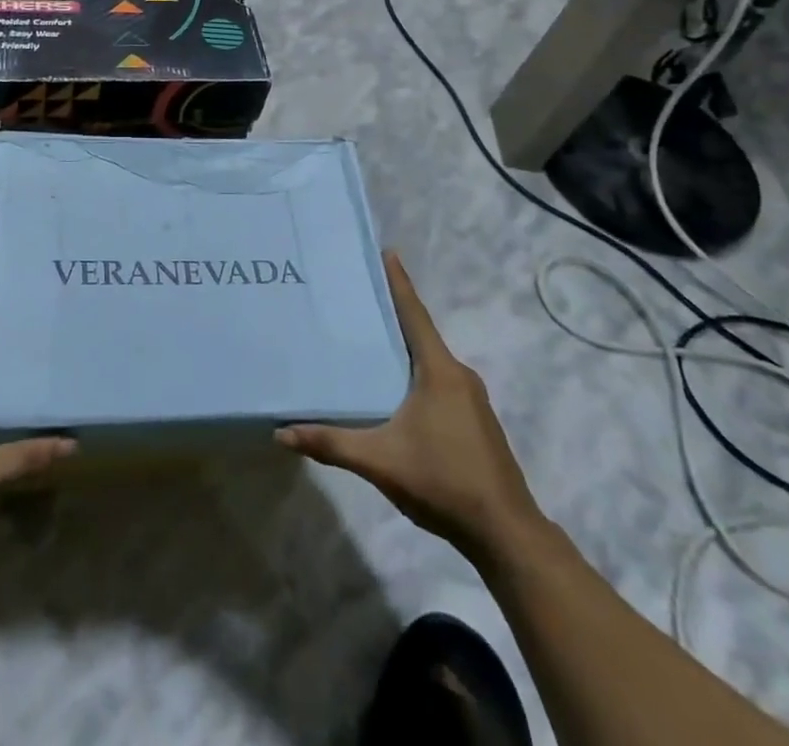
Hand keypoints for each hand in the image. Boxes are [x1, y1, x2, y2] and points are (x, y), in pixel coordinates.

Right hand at [277, 251, 544, 560]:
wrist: (507, 535)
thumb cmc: (443, 482)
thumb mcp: (379, 461)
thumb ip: (331, 443)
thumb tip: (281, 433)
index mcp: (439, 371)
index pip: (414, 314)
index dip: (399, 283)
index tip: (387, 252)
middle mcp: (459, 376)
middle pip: (420, 334)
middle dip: (393, 314)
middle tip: (358, 297)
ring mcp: (471, 400)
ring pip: (430, 361)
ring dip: (404, 347)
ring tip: (370, 340)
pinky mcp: (474, 421)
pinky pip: (439, 382)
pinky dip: (416, 373)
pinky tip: (395, 388)